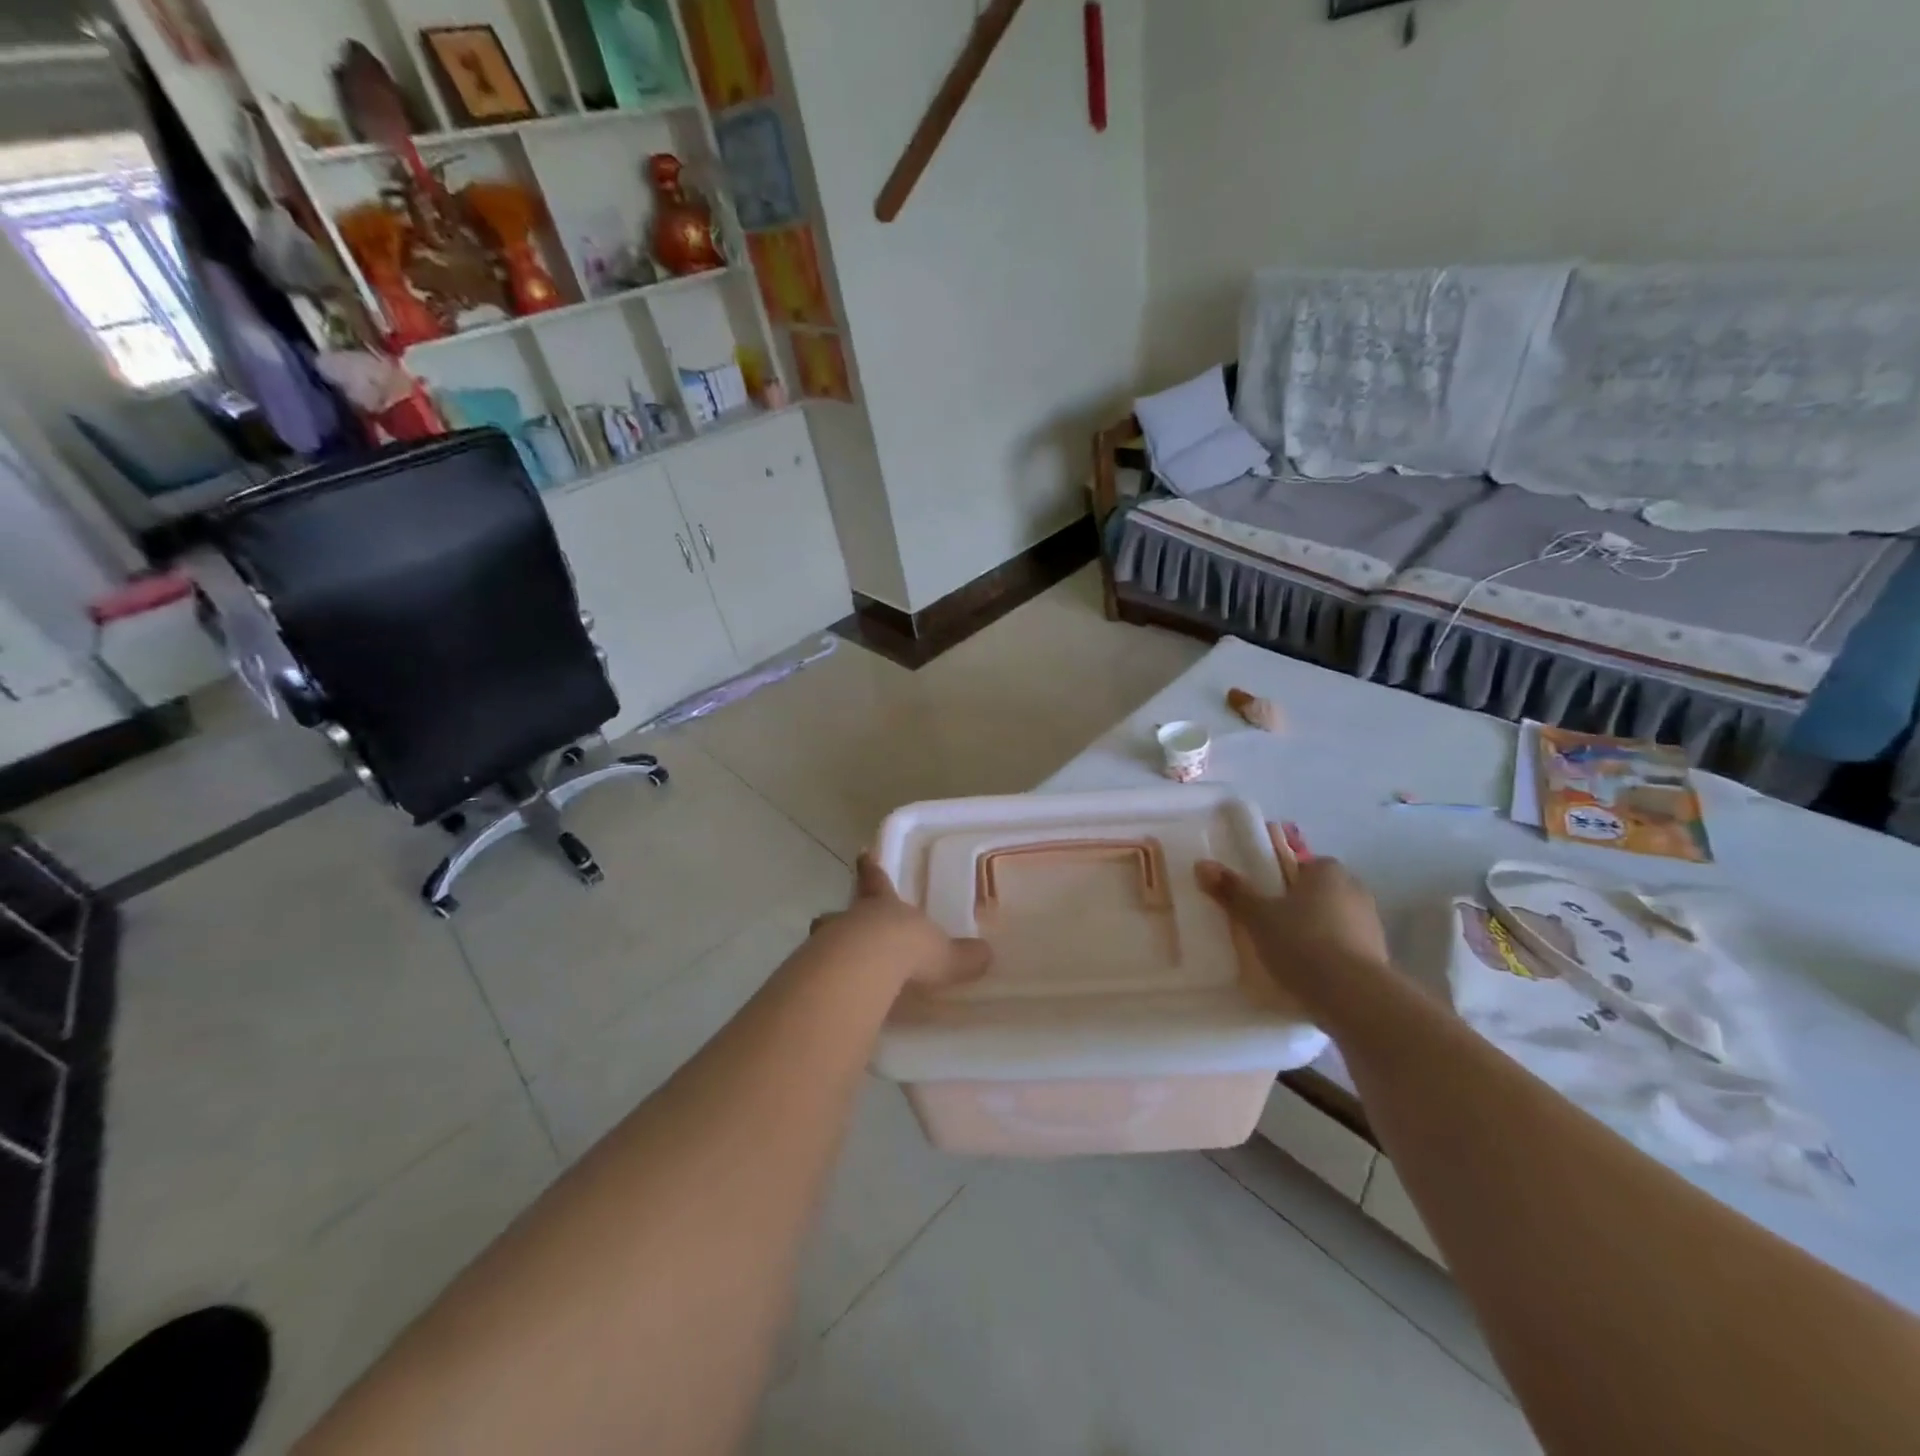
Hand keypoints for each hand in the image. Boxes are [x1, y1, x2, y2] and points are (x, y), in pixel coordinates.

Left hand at [809, 854, 991, 990]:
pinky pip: (818, 973)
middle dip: (839, 917)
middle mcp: (853, 919)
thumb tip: (985, 955)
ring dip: (827, 949)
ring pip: (822, 939)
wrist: (866, 967)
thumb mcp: (944, 953)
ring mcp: (828, 944)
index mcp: (884, 906)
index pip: (876, 880)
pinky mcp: (815, 973)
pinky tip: (832, 996)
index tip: (862, 853)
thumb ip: (962, 956)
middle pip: (840, 912)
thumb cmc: (908, 948)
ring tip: (833, 966)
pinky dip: (823, 982)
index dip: (871, 868)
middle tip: (834, 921)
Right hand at [1197, 825, 1389, 1004]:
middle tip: (1268, 927)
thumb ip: (1233, 891)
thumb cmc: (1302, 942)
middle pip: (1318, 894)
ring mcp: (1372, 925)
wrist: (1353, 997)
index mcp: (1328, 871)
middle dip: (1297, 908)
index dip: (1281, 881)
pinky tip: (1308, 975)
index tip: (1262, 901)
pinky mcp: (1379, 959)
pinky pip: (1345, 950)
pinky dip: (1329, 958)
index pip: (1301, 866)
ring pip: (1333, 922)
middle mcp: (1355, 890)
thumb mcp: (1258, 917)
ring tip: (1285, 956)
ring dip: (1315, 933)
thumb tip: (1202, 864)